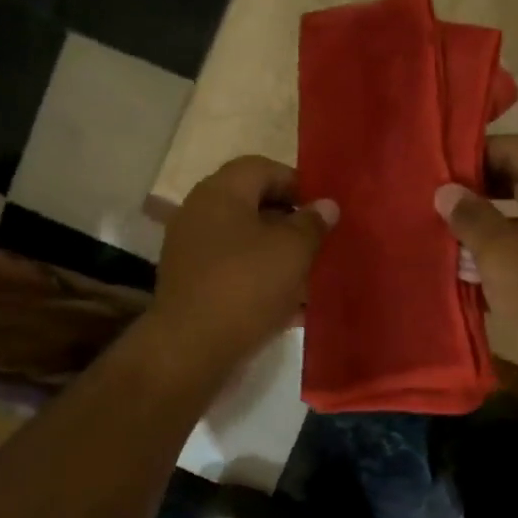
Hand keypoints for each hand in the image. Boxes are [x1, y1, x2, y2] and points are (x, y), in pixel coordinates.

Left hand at [150, 156, 335, 372]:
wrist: (191, 349)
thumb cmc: (246, 286)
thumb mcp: (292, 251)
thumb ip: (312, 223)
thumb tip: (326, 205)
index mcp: (221, 192)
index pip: (263, 168)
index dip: (297, 183)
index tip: (324, 211)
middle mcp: (200, 213)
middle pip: (253, 205)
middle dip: (291, 223)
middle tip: (321, 243)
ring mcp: (192, 251)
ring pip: (246, 242)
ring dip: (279, 255)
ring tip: (311, 277)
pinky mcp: (193, 285)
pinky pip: (235, 272)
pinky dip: (261, 281)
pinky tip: (290, 306)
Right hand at [436, 135, 517, 414]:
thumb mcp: (500, 250)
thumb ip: (470, 216)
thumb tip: (447, 190)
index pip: (515, 146)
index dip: (476, 153)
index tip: (438, 171)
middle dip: (476, 189)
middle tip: (436, 203)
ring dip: (484, 225)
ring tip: (442, 236)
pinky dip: (498, 255)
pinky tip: (466, 271)